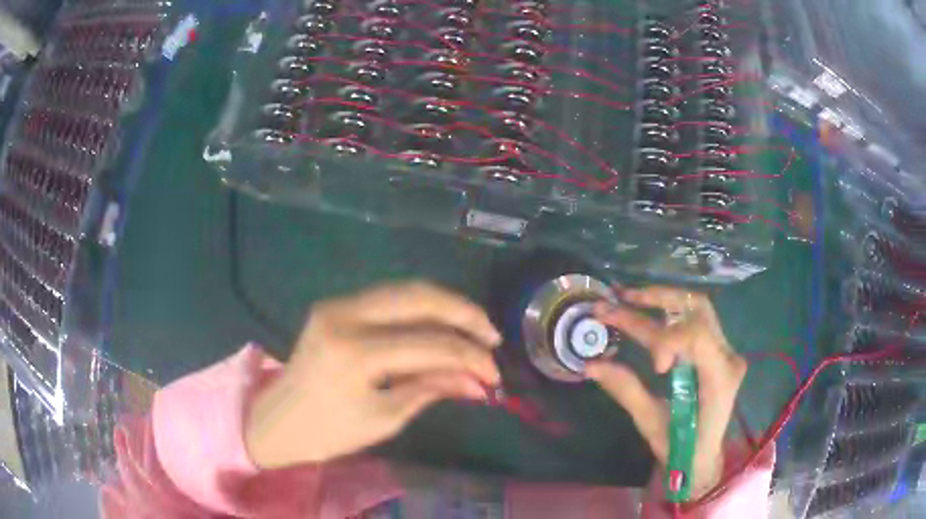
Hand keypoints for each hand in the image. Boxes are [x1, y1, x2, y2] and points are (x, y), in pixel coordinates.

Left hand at [245, 282, 501, 467]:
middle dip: (464, 314)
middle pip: (419, 296)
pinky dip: (421, 309)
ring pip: (406, 289)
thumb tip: (480, 382)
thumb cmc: (329, 432)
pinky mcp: (336, 305)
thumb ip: (432, 388)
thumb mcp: (386, 417)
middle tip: (492, 337)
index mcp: (353, 353)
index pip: (429, 343)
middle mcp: (344, 315)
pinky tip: (441, 324)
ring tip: (475, 328)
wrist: (279, 420)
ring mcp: (337, 304)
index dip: (469, 357)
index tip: (494, 375)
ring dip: (445, 306)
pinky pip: (389, 298)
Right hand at [587, 286, 746, 498]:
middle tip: (621, 298)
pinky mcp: (717, 349)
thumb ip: (625, 389)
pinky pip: (696, 319)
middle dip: (658, 298)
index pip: (697, 337)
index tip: (654, 365)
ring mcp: (726, 350)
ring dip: (663, 298)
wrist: (702, 457)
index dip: (667, 338)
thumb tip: (590, 364)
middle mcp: (728, 356)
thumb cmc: (679, 448)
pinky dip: (670, 310)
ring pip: (698, 307)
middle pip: (698, 309)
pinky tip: (649, 310)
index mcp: (719, 379)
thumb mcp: (651, 422)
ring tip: (629, 298)